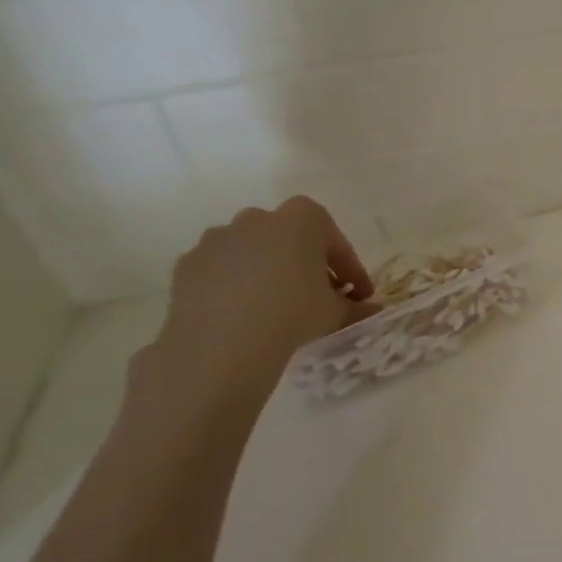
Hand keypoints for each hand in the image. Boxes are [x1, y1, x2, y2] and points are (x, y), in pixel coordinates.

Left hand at [144, 197, 376, 403]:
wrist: (222, 344)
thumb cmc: (293, 313)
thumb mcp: (337, 312)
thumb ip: (357, 307)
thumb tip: (373, 311)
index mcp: (303, 218)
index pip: (336, 241)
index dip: (350, 269)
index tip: (359, 294)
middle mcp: (259, 218)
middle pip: (292, 237)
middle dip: (308, 262)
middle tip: (319, 295)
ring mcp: (219, 237)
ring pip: (254, 250)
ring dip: (270, 270)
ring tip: (278, 304)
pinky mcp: (188, 262)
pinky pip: (223, 268)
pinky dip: (237, 283)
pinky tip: (244, 312)